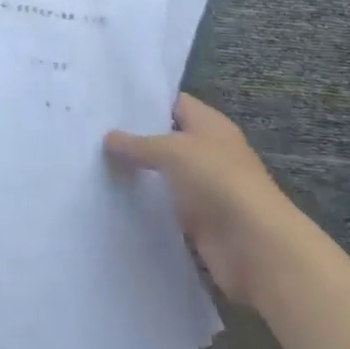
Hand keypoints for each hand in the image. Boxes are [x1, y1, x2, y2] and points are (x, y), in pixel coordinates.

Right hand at [105, 94, 306, 306]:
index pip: (173, 102)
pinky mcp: (199, 221)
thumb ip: (137, 144)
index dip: (144, 101)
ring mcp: (205, 188)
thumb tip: (107, 137)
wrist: (256, 247)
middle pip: (166, 139)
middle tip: (93, 132)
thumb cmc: (217, 181)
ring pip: (164, 174)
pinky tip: (114, 198)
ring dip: (139, 174)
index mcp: (209, 124)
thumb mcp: (171, 150)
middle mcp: (208, 151)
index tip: (108, 102)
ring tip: (95, 163)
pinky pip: (166, 206)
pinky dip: (146, 204)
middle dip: (135, 138)